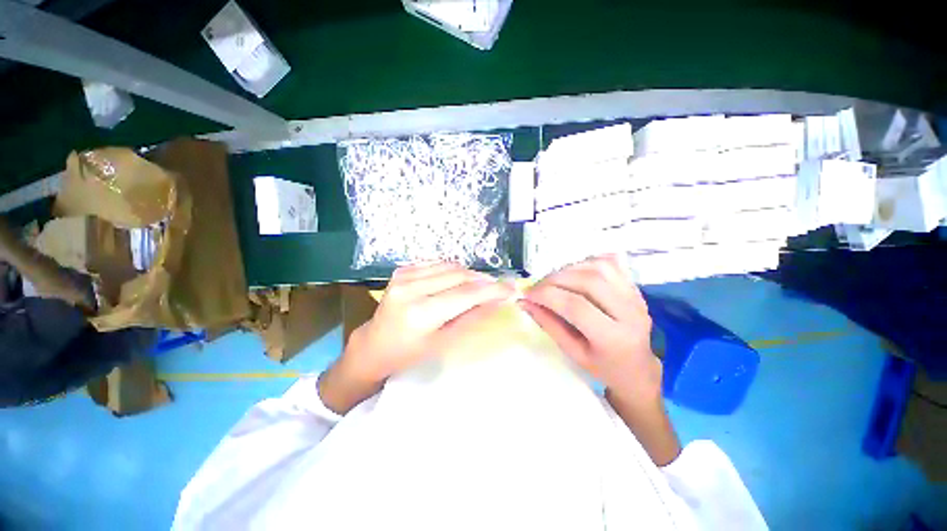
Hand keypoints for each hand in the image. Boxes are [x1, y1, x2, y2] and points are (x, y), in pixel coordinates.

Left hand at [319, 263, 513, 413]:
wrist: (374, 345)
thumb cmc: (408, 354)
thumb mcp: (443, 343)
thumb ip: (471, 319)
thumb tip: (496, 302)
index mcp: (420, 313)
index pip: (466, 295)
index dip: (492, 290)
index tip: (511, 289)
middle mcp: (411, 289)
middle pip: (459, 276)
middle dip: (482, 280)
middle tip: (497, 288)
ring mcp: (404, 275)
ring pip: (450, 266)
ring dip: (469, 275)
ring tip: (479, 286)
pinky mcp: (402, 270)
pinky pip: (437, 264)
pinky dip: (452, 270)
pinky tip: (457, 282)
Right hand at [520, 255, 679, 465]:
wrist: (642, 374)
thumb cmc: (605, 372)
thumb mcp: (574, 355)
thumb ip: (549, 325)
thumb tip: (525, 304)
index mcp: (615, 337)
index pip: (575, 304)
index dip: (547, 295)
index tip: (526, 294)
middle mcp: (631, 313)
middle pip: (587, 280)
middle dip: (555, 279)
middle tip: (537, 287)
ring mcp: (637, 299)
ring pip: (600, 267)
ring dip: (570, 269)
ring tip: (553, 280)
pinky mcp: (636, 291)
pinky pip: (613, 265)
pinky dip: (590, 261)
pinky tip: (576, 271)